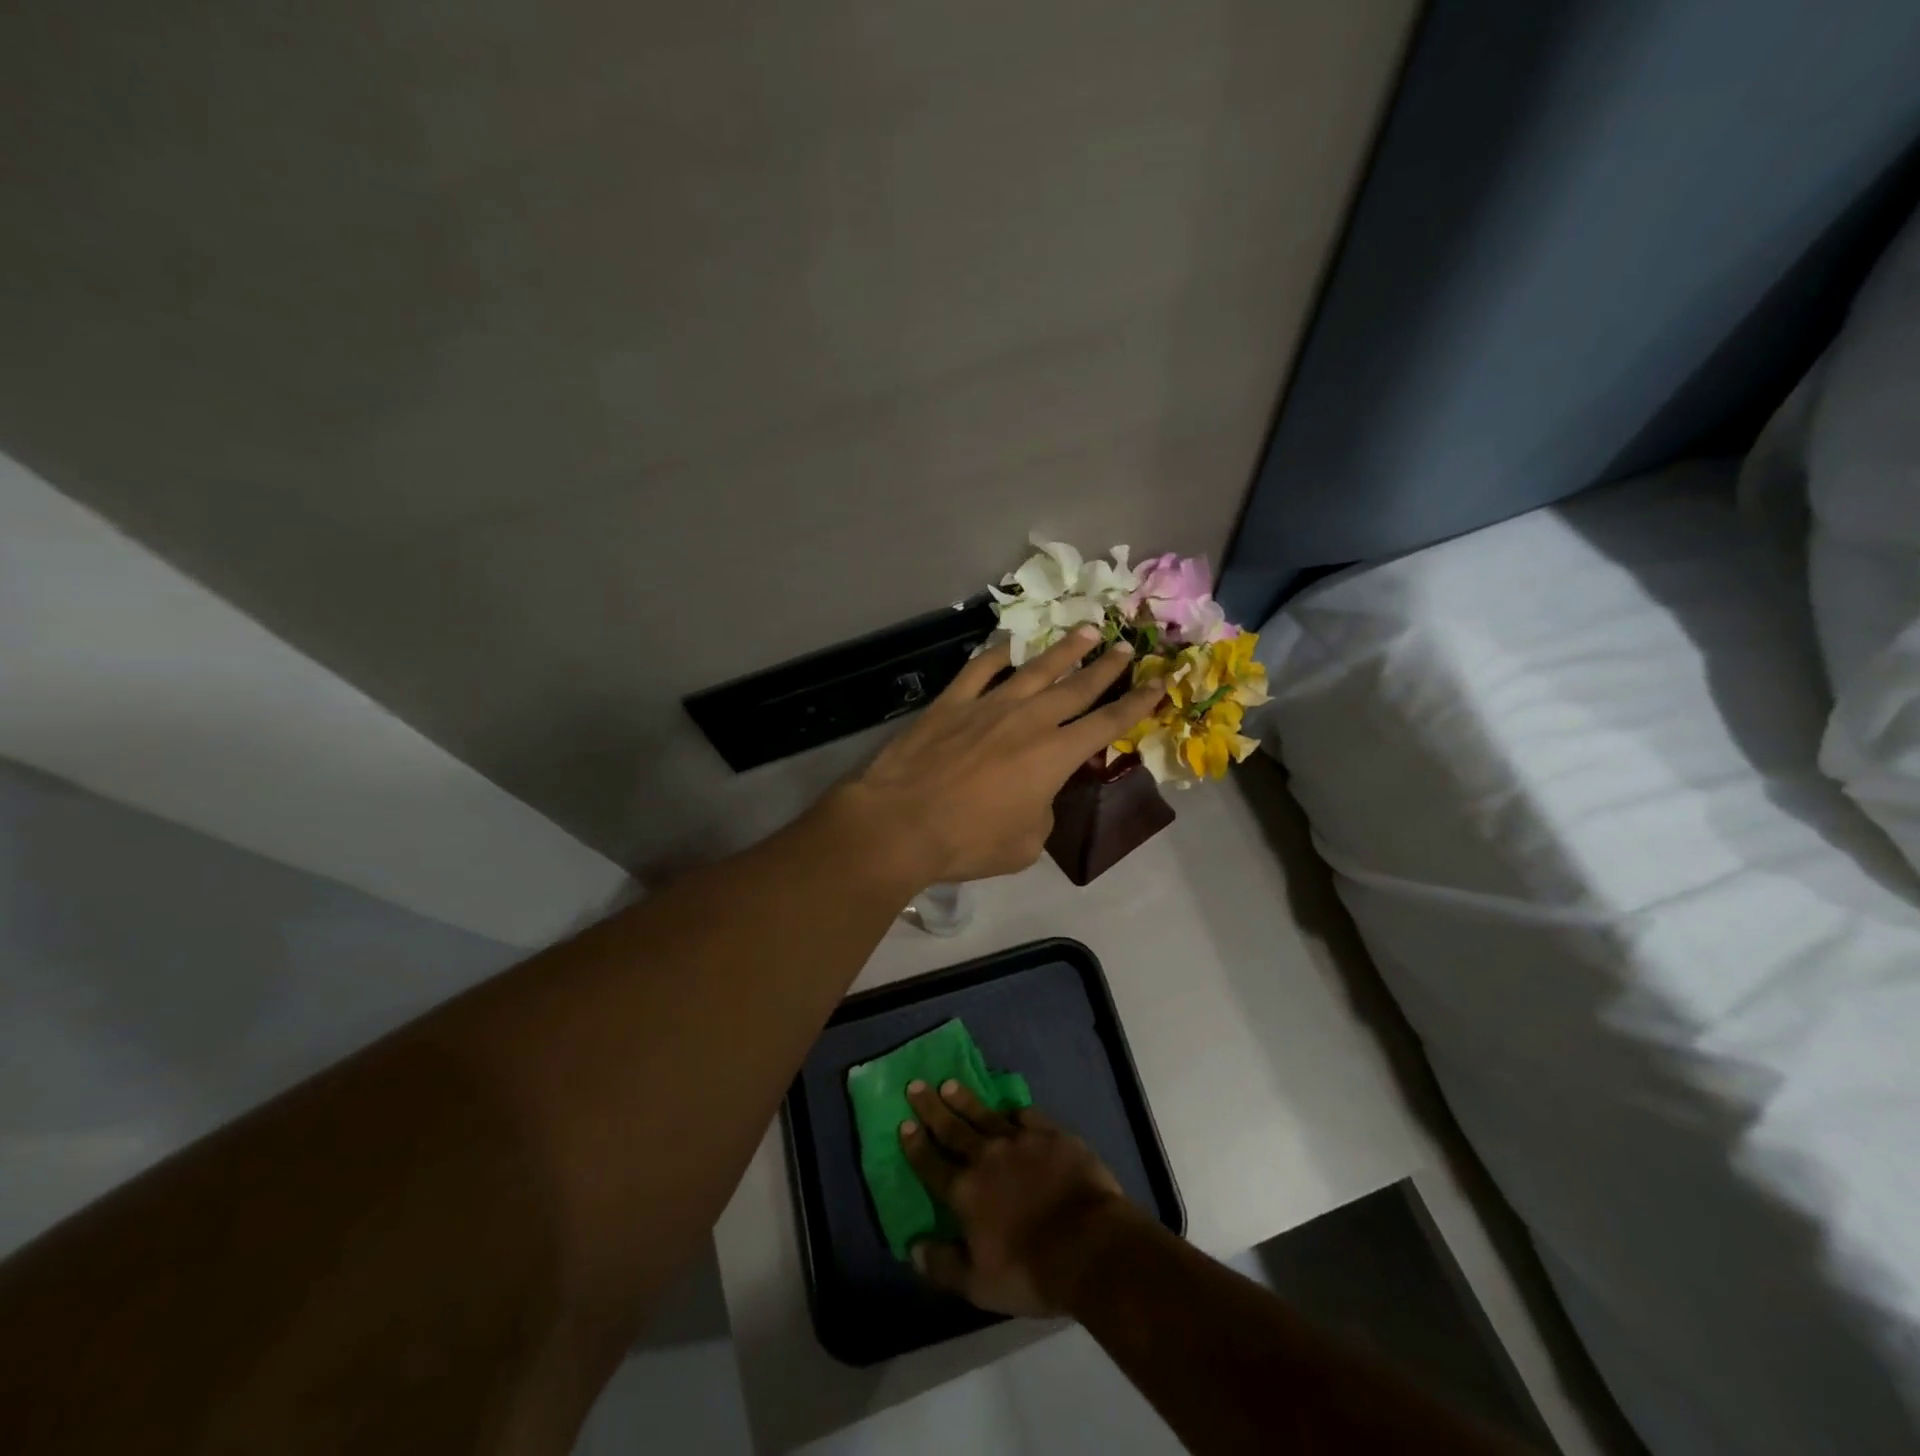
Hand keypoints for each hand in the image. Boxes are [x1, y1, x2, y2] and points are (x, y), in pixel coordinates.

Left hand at [838, 627, 1165, 886]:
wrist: (901, 822)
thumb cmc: (968, 841)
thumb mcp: (1025, 845)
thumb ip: (1042, 814)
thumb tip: (1037, 797)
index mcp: (1055, 755)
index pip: (1108, 723)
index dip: (1138, 703)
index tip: (1160, 682)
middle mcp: (1029, 719)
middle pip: (1077, 686)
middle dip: (1106, 666)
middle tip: (1126, 645)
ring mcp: (988, 705)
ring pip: (1035, 669)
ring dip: (1064, 649)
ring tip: (1086, 629)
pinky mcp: (951, 702)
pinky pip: (980, 669)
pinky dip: (997, 654)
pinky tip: (1009, 644)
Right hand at [899, 1080, 1133, 1316]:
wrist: (1089, 1245)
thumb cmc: (1030, 1271)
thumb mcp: (979, 1284)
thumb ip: (943, 1264)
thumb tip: (913, 1247)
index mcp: (965, 1192)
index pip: (931, 1164)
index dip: (915, 1145)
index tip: (903, 1123)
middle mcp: (986, 1157)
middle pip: (953, 1128)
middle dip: (932, 1108)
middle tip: (916, 1085)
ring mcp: (1020, 1141)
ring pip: (985, 1115)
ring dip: (965, 1100)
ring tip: (950, 1084)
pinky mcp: (1051, 1134)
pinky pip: (1027, 1116)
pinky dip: (1014, 1111)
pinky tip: (1009, 1107)